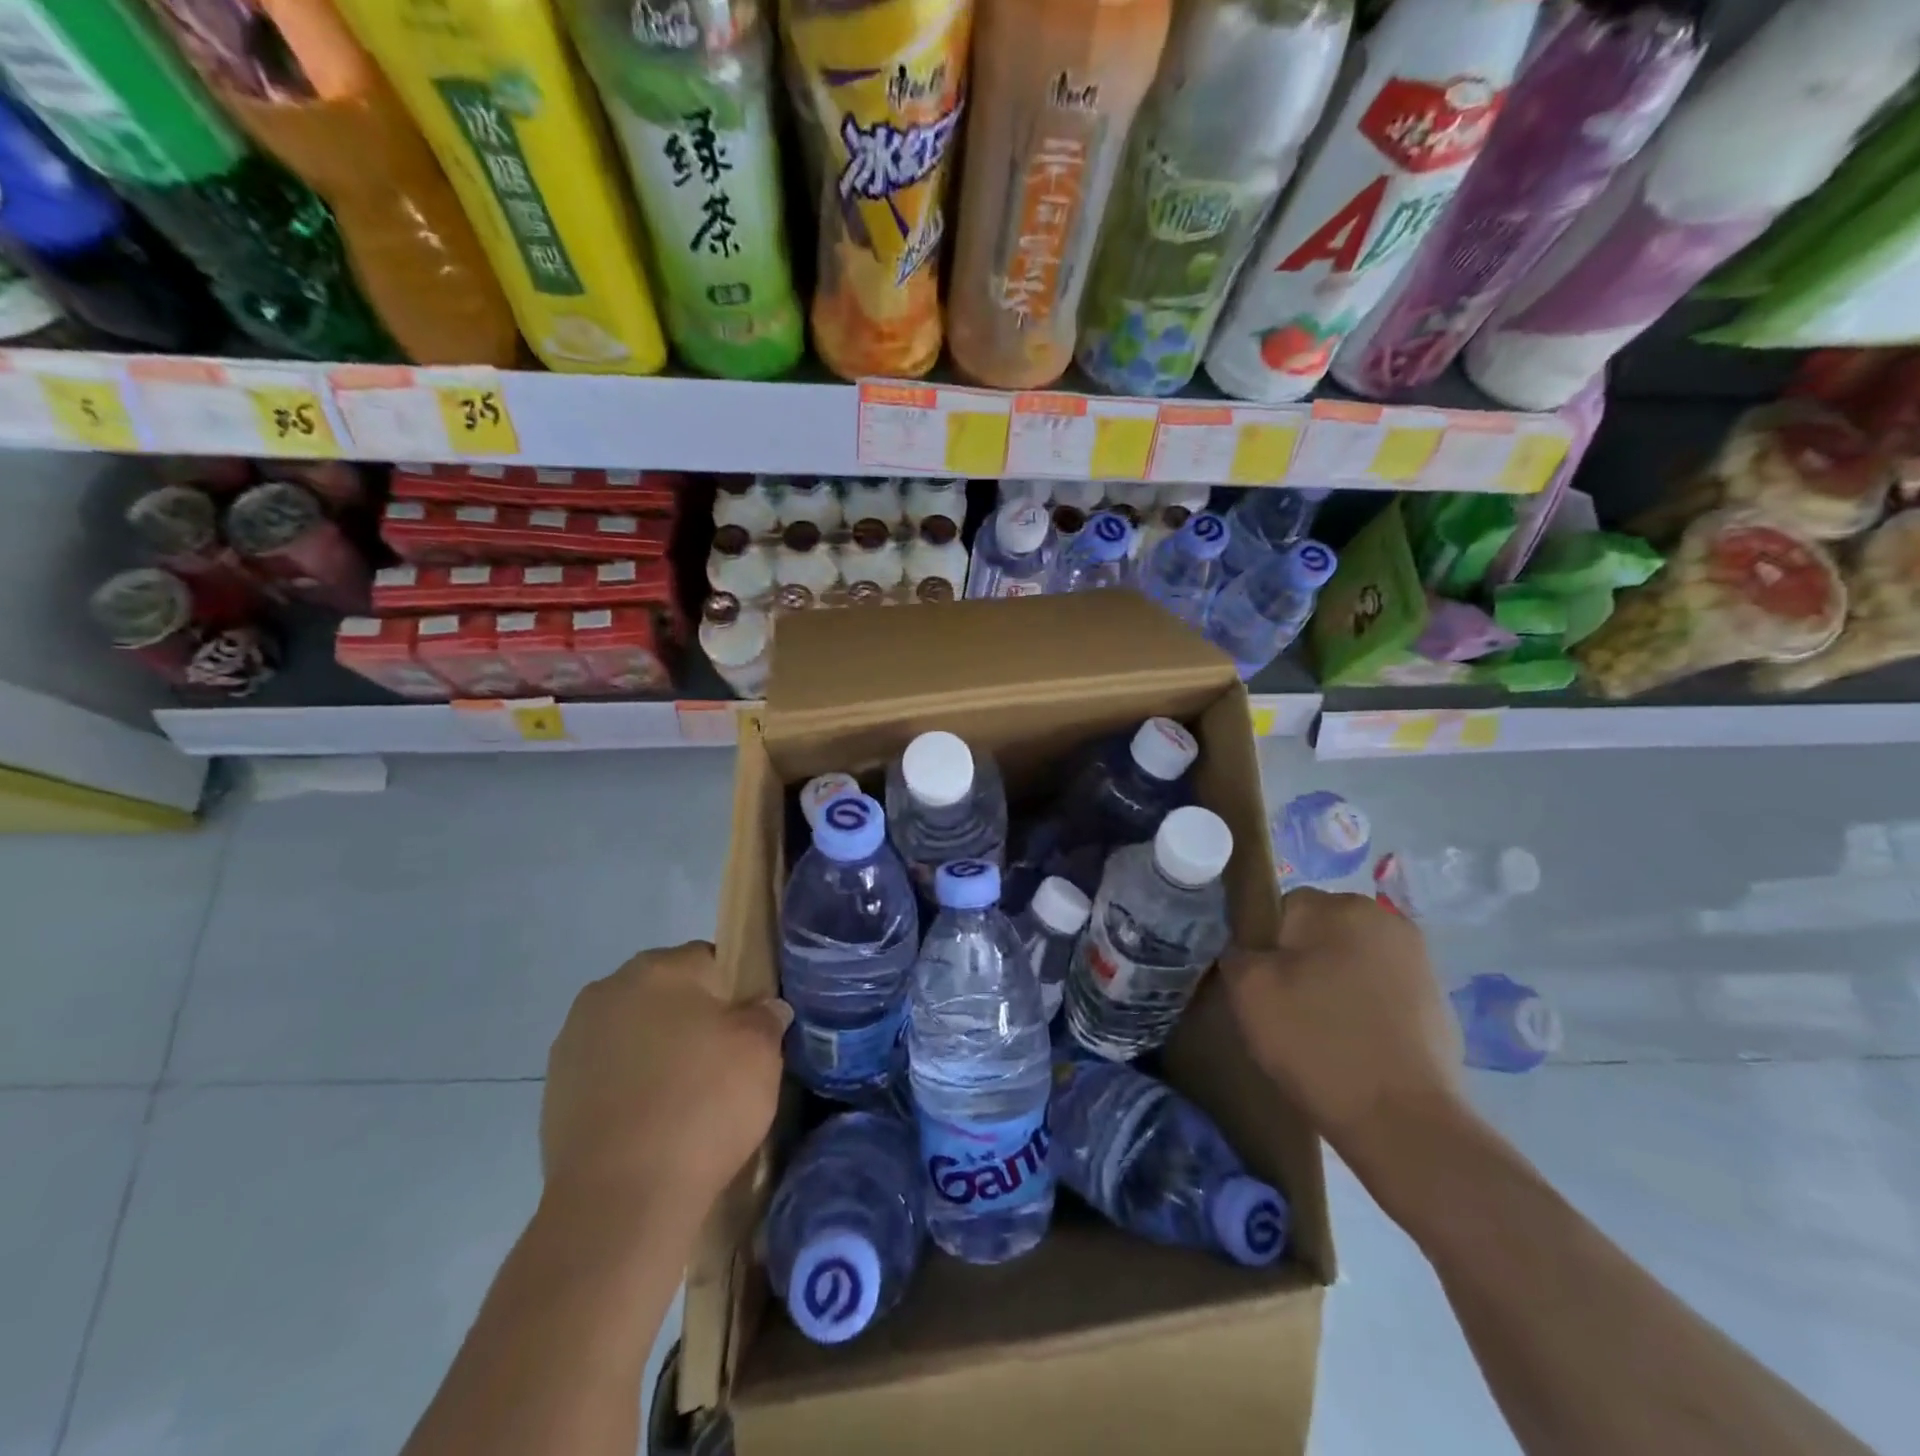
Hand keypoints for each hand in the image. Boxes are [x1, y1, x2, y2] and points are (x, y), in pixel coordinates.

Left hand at [541, 941, 790, 1219]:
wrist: (620, 1201)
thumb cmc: (702, 1105)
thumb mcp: (761, 1051)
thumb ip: (766, 1016)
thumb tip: (764, 1008)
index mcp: (659, 968)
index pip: (710, 960)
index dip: (736, 992)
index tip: (749, 1031)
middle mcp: (608, 990)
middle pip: (667, 994)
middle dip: (692, 1019)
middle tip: (722, 1064)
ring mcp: (573, 1041)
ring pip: (635, 1033)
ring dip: (656, 1052)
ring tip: (684, 1101)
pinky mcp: (553, 1092)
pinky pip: (608, 1074)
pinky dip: (629, 1088)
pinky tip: (650, 1124)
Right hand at [1218, 889, 1466, 1161]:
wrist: (1403, 1123)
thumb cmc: (1316, 1041)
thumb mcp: (1248, 988)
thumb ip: (1238, 952)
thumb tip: (1249, 952)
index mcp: (1340, 906)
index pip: (1282, 908)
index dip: (1263, 947)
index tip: (1261, 987)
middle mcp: (1386, 920)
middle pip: (1320, 932)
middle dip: (1301, 963)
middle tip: (1287, 1010)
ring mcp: (1420, 962)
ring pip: (1351, 963)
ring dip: (1333, 986)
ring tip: (1322, 1033)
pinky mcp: (1438, 1003)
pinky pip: (1381, 994)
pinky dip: (1365, 1011)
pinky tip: (1355, 1048)